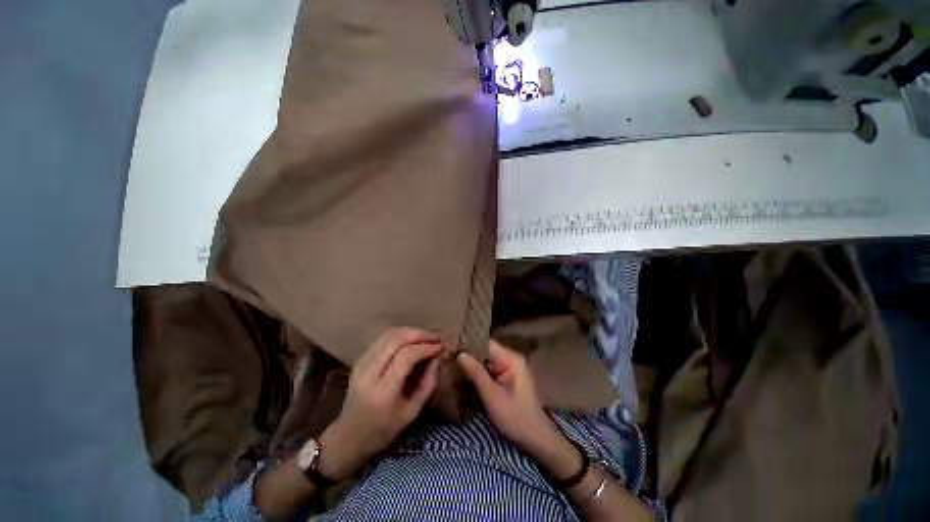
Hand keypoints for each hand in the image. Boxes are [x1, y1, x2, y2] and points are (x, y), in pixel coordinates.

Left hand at [318, 327, 441, 479]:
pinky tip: (411, 340)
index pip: (406, 357)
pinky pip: (382, 339)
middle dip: (419, 334)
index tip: (440, 347)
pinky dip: (400, 335)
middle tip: (435, 338)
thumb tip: (437, 357)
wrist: (347, 438)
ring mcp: (361, 364)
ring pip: (388, 335)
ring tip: (426, 337)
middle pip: (396, 340)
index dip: (425, 347)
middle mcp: (369, 373)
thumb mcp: (412, 412)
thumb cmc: (383, 430)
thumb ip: (428, 383)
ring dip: (410, 332)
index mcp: (382, 392)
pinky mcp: (359, 360)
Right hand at [456, 340, 564, 456]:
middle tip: (446, 357)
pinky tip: (462, 376)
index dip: (468, 345)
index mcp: (511, 359)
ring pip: (485, 361)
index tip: (449, 347)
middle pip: (485, 351)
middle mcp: (510, 359)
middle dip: (467, 355)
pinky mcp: (506, 379)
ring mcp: (508, 369)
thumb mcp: (493, 397)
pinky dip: (476, 374)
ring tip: (449, 364)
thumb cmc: (516, 419)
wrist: (537, 440)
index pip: (485, 344)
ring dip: (470, 365)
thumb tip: (459, 353)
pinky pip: (488, 371)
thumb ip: (476, 373)